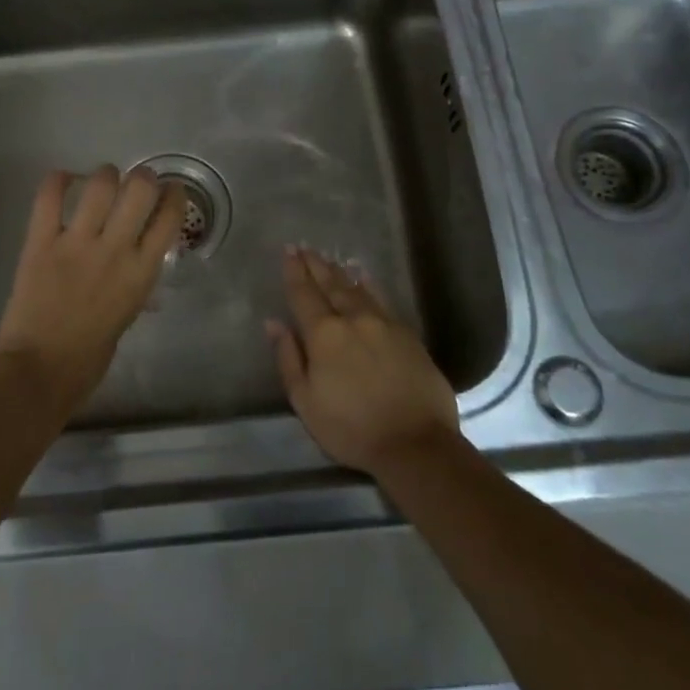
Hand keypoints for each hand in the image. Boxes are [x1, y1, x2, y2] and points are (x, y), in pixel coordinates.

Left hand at [0, 166, 185, 419]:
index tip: (171, 191)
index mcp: (141, 272)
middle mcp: (115, 249)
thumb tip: (138, 266)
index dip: (174, 196)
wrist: (39, 371)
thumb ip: (134, 284)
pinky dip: (57, 181)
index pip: (169, 218)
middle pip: (140, 189)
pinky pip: (49, 197)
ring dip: (105, 175)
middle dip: (143, 178)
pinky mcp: (41, 242)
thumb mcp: (127, 316)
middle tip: (137, 183)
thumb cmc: (89, 357)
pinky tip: (63, 181)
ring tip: (102, 182)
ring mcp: (76, 243)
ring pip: (100, 184)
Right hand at [267, 246, 459, 475]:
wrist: (415, 443)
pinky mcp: (407, 334)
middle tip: (304, 246)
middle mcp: (353, 319)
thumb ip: (288, 358)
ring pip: (356, 289)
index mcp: (324, 334)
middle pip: (330, 285)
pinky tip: (364, 276)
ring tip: (329, 258)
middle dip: (315, 265)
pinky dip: (369, 285)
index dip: (294, 272)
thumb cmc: (351, 428)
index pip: (304, 294)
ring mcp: (383, 323)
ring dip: (339, 272)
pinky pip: (382, 299)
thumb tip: (273, 322)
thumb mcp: (305, 401)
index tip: (288, 251)